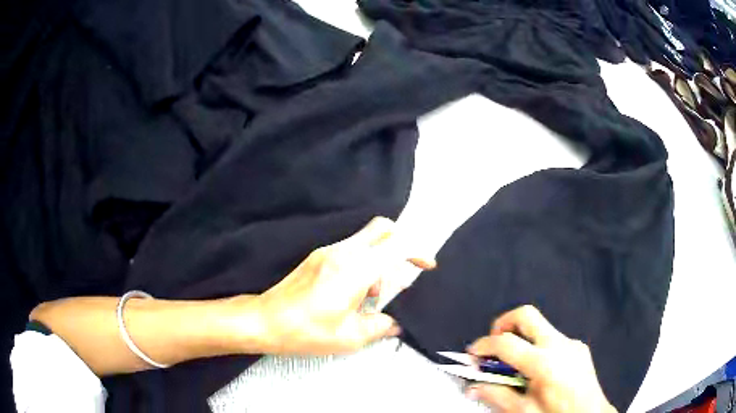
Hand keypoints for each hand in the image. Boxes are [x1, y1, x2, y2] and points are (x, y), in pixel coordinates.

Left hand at [245, 217, 434, 354]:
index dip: (418, 251)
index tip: (427, 266)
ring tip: (374, 295)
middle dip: (400, 244)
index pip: (396, 245)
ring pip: (367, 239)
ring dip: (380, 259)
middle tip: (401, 274)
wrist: (264, 320)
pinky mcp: (317, 256)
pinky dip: (364, 263)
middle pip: (382, 228)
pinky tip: (355, 292)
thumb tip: (395, 323)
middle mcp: (342, 252)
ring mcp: (327, 251)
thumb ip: (379, 326)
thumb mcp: (349, 337)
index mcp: (354, 271)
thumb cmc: (305, 331)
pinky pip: (351, 249)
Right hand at [465, 306, 615, 412]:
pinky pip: (553, 339)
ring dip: (521, 339)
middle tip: (493, 343)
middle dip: (503, 323)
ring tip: (514, 365)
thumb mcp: (523, 411)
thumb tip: (472, 387)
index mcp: (544, 363)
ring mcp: (572, 343)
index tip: (472, 354)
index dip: (484, 345)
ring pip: (540, 327)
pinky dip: (538, 347)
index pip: (507, 343)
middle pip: (527, 315)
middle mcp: (560, 345)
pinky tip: (538, 371)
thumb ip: (496, 395)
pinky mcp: (579, 347)